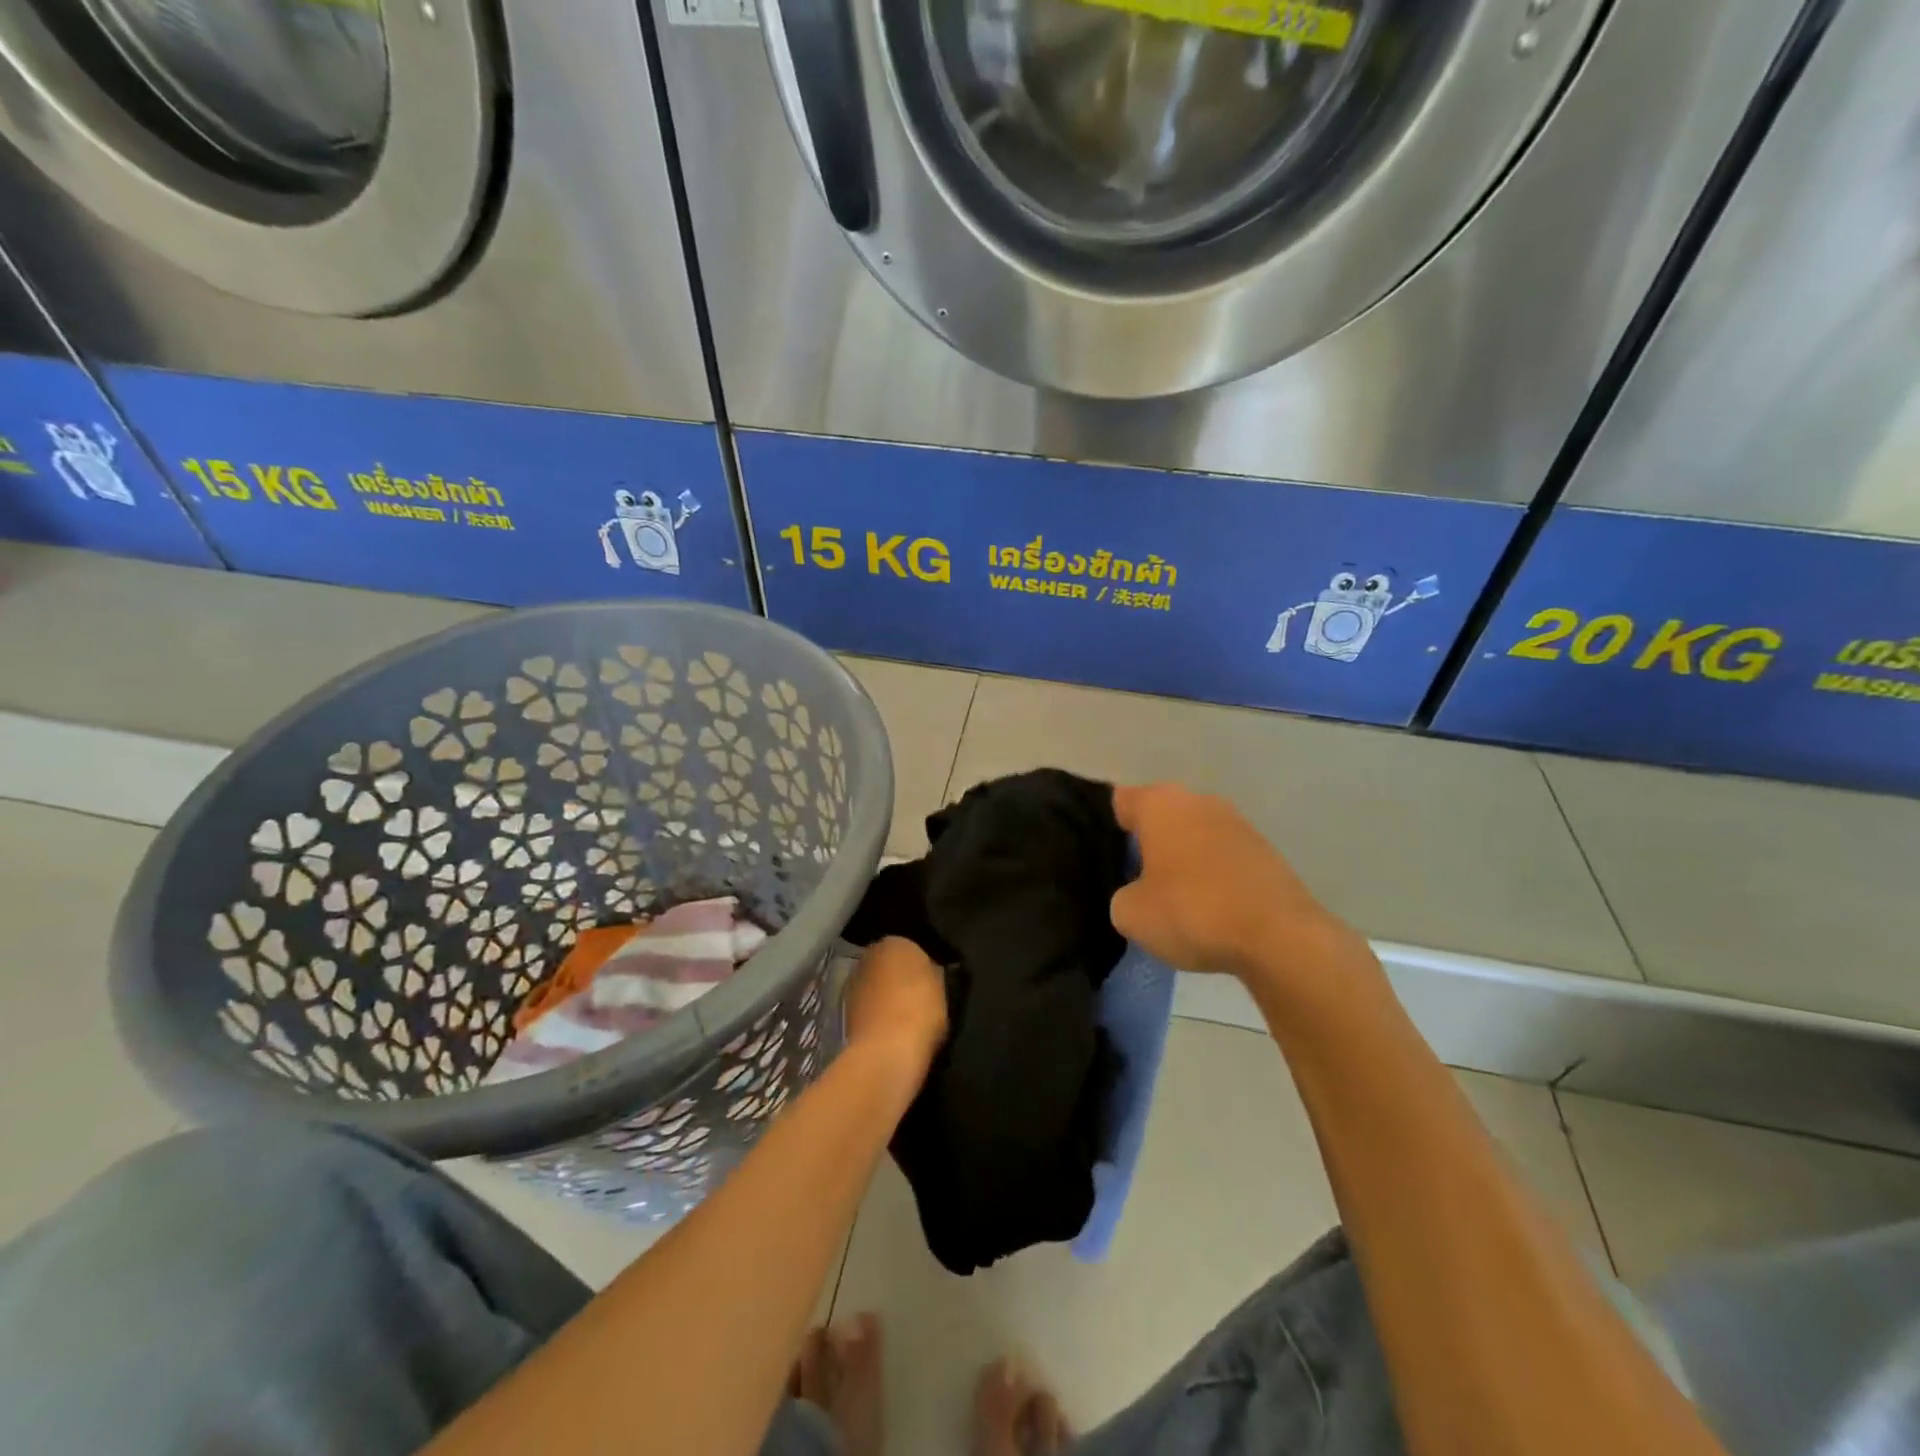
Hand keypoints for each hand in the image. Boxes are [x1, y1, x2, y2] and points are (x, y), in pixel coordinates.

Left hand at [843, 937, 947, 1078]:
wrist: (886, 1051)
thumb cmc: (920, 1010)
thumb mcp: (943, 986)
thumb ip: (933, 972)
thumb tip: (930, 971)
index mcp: (895, 942)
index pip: (911, 947)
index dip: (922, 966)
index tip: (932, 982)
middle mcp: (868, 956)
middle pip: (888, 965)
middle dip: (899, 978)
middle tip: (919, 999)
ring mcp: (852, 983)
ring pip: (875, 986)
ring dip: (885, 998)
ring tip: (905, 1019)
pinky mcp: (843, 1011)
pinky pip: (868, 1009)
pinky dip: (876, 1016)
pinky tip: (890, 1032)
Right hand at [1111, 783, 1353, 978]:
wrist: (1279, 937)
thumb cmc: (1193, 911)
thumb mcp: (1131, 914)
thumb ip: (1123, 895)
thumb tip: (1138, 893)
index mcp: (1160, 803)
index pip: (1120, 801)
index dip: (1107, 827)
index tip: (1104, 857)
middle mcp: (1198, 800)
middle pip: (1160, 816)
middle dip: (1147, 842)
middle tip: (1133, 880)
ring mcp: (1236, 822)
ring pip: (1194, 834)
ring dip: (1182, 858)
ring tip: (1174, 898)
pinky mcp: (1265, 850)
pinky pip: (1222, 856)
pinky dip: (1213, 874)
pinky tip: (1210, 908)